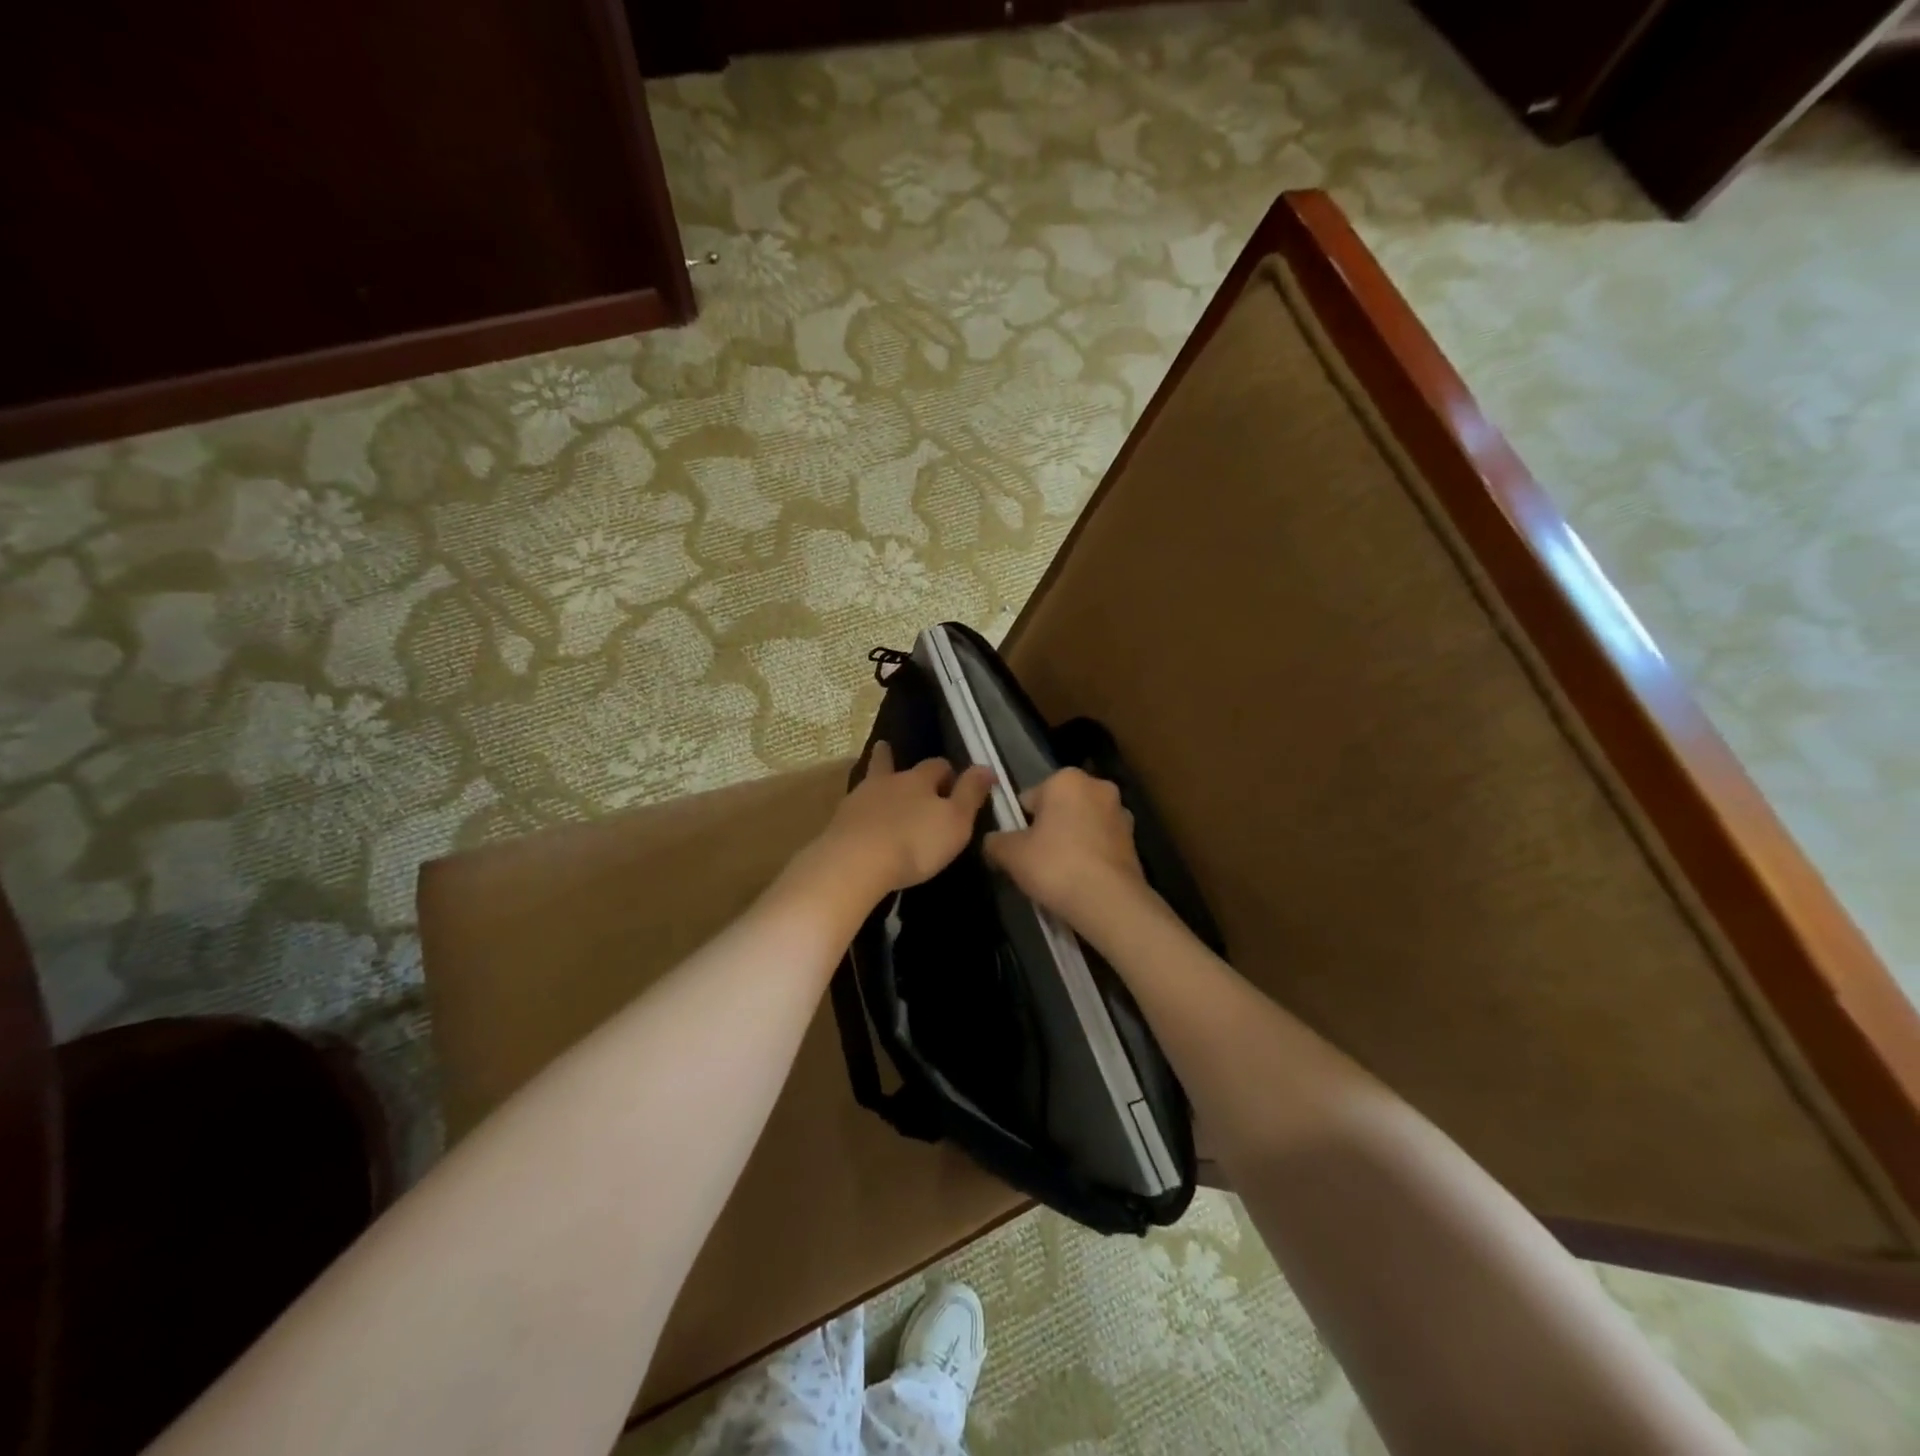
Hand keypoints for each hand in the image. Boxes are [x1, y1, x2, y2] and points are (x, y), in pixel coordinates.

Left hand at [807, 741, 993, 899]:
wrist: (855, 863)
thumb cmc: (915, 842)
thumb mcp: (956, 821)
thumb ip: (971, 793)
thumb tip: (986, 767)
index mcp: (919, 780)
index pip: (937, 766)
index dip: (947, 772)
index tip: (953, 782)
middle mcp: (888, 782)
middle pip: (892, 764)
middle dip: (894, 758)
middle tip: (889, 749)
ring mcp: (859, 800)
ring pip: (870, 783)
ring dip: (875, 781)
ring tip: (876, 782)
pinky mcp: (839, 823)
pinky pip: (854, 810)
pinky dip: (860, 810)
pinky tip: (860, 818)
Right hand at [983, 767, 1151, 930]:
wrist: (1110, 902)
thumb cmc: (1055, 866)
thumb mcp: (1010, 854)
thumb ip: (994, 841)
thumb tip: (992, 841)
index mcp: (1067, 779)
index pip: (1029, 797)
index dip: (1018, 824)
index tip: (1017, 848)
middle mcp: (1098, 786)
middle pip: (1058, 808)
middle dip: (1047, 829)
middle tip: (1035, 861)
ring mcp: (1121, 813)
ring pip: (1081, 825)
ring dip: (1070, 841)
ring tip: (1058, 875)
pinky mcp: (1134, 840)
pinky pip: (1100, 843)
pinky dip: (1089, 856)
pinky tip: (1080, 881)